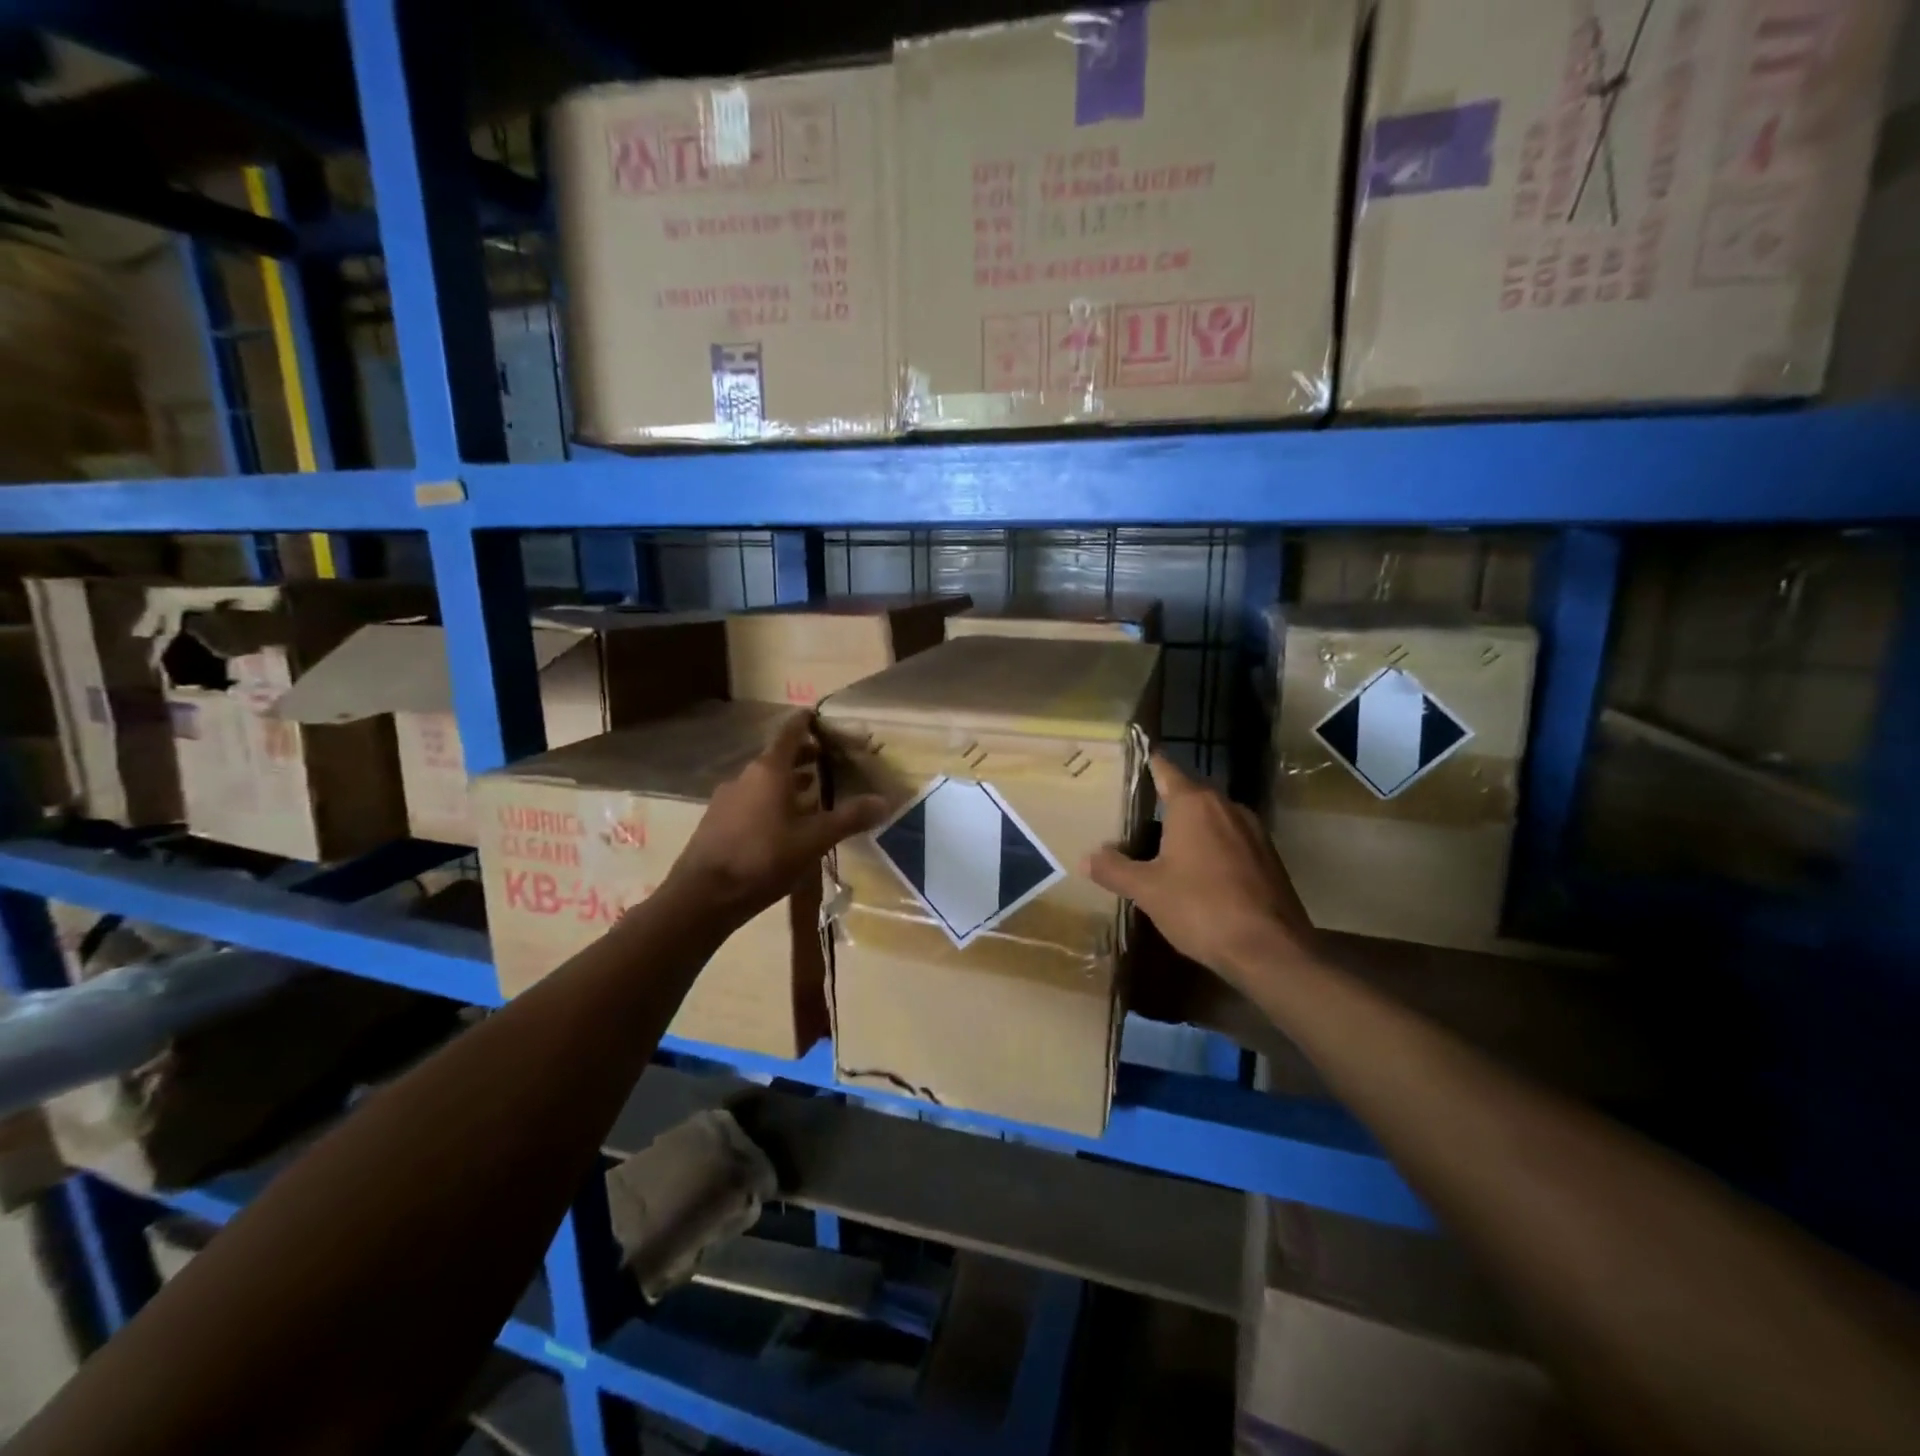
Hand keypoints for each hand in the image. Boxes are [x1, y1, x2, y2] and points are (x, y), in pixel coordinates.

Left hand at [667, 713, 885, 925]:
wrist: (703, 896)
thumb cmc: (763, 858)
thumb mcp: (813, 840)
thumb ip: (848, 818)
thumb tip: (885, 801)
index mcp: (769, 770)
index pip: (790, 732)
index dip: (805, 722)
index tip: (819, 716)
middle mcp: (745, 776)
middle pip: (777, 757)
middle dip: (802, 756)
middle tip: (826, 760)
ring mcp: (727, 799)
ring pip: (763, 781)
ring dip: (787, 782)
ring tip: (811, 794)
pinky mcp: (717, 822)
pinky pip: (751, 801)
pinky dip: (771, 802)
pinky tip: (783, 825)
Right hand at [1085, 752, 1313, 989]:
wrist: (1270, 949)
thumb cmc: (1201, 908)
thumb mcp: (1148, 890)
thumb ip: (1115, 869)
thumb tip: (1086, 858)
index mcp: (1193, 803)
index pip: (1165, 768)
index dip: (1147, 762)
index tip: (1131, 759)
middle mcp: (1225, 806)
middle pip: (1189, 793)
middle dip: (1163, 801)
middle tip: (1134, 813)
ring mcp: (1252, 830)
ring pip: (1212, 817)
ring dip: (1190, 827)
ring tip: (1162, 845)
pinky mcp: (1268, 856)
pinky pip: (1231, 840)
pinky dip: (1212, 847)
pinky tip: (1198, 872)